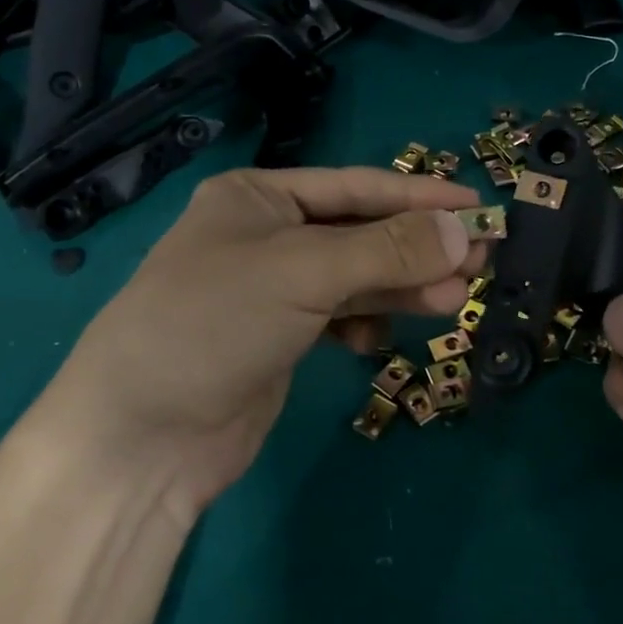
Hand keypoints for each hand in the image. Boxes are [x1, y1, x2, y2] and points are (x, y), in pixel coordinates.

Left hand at [36, 167, 484, 517]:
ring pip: (355, 276)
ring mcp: (273, 289)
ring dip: (402, 285)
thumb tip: (464, 232)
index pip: (356, 186)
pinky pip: (340, 314)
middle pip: (360, 231)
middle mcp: (265, 234)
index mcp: (258, 197)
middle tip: (482, 258)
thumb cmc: (214, 323)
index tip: (476, 206)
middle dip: (418, 245)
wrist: (140, 437)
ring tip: (455, 297)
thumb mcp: (304, 273)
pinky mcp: (280, 337)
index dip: (419, 196)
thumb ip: (387, 250)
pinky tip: (381, 336)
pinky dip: (367, 319)